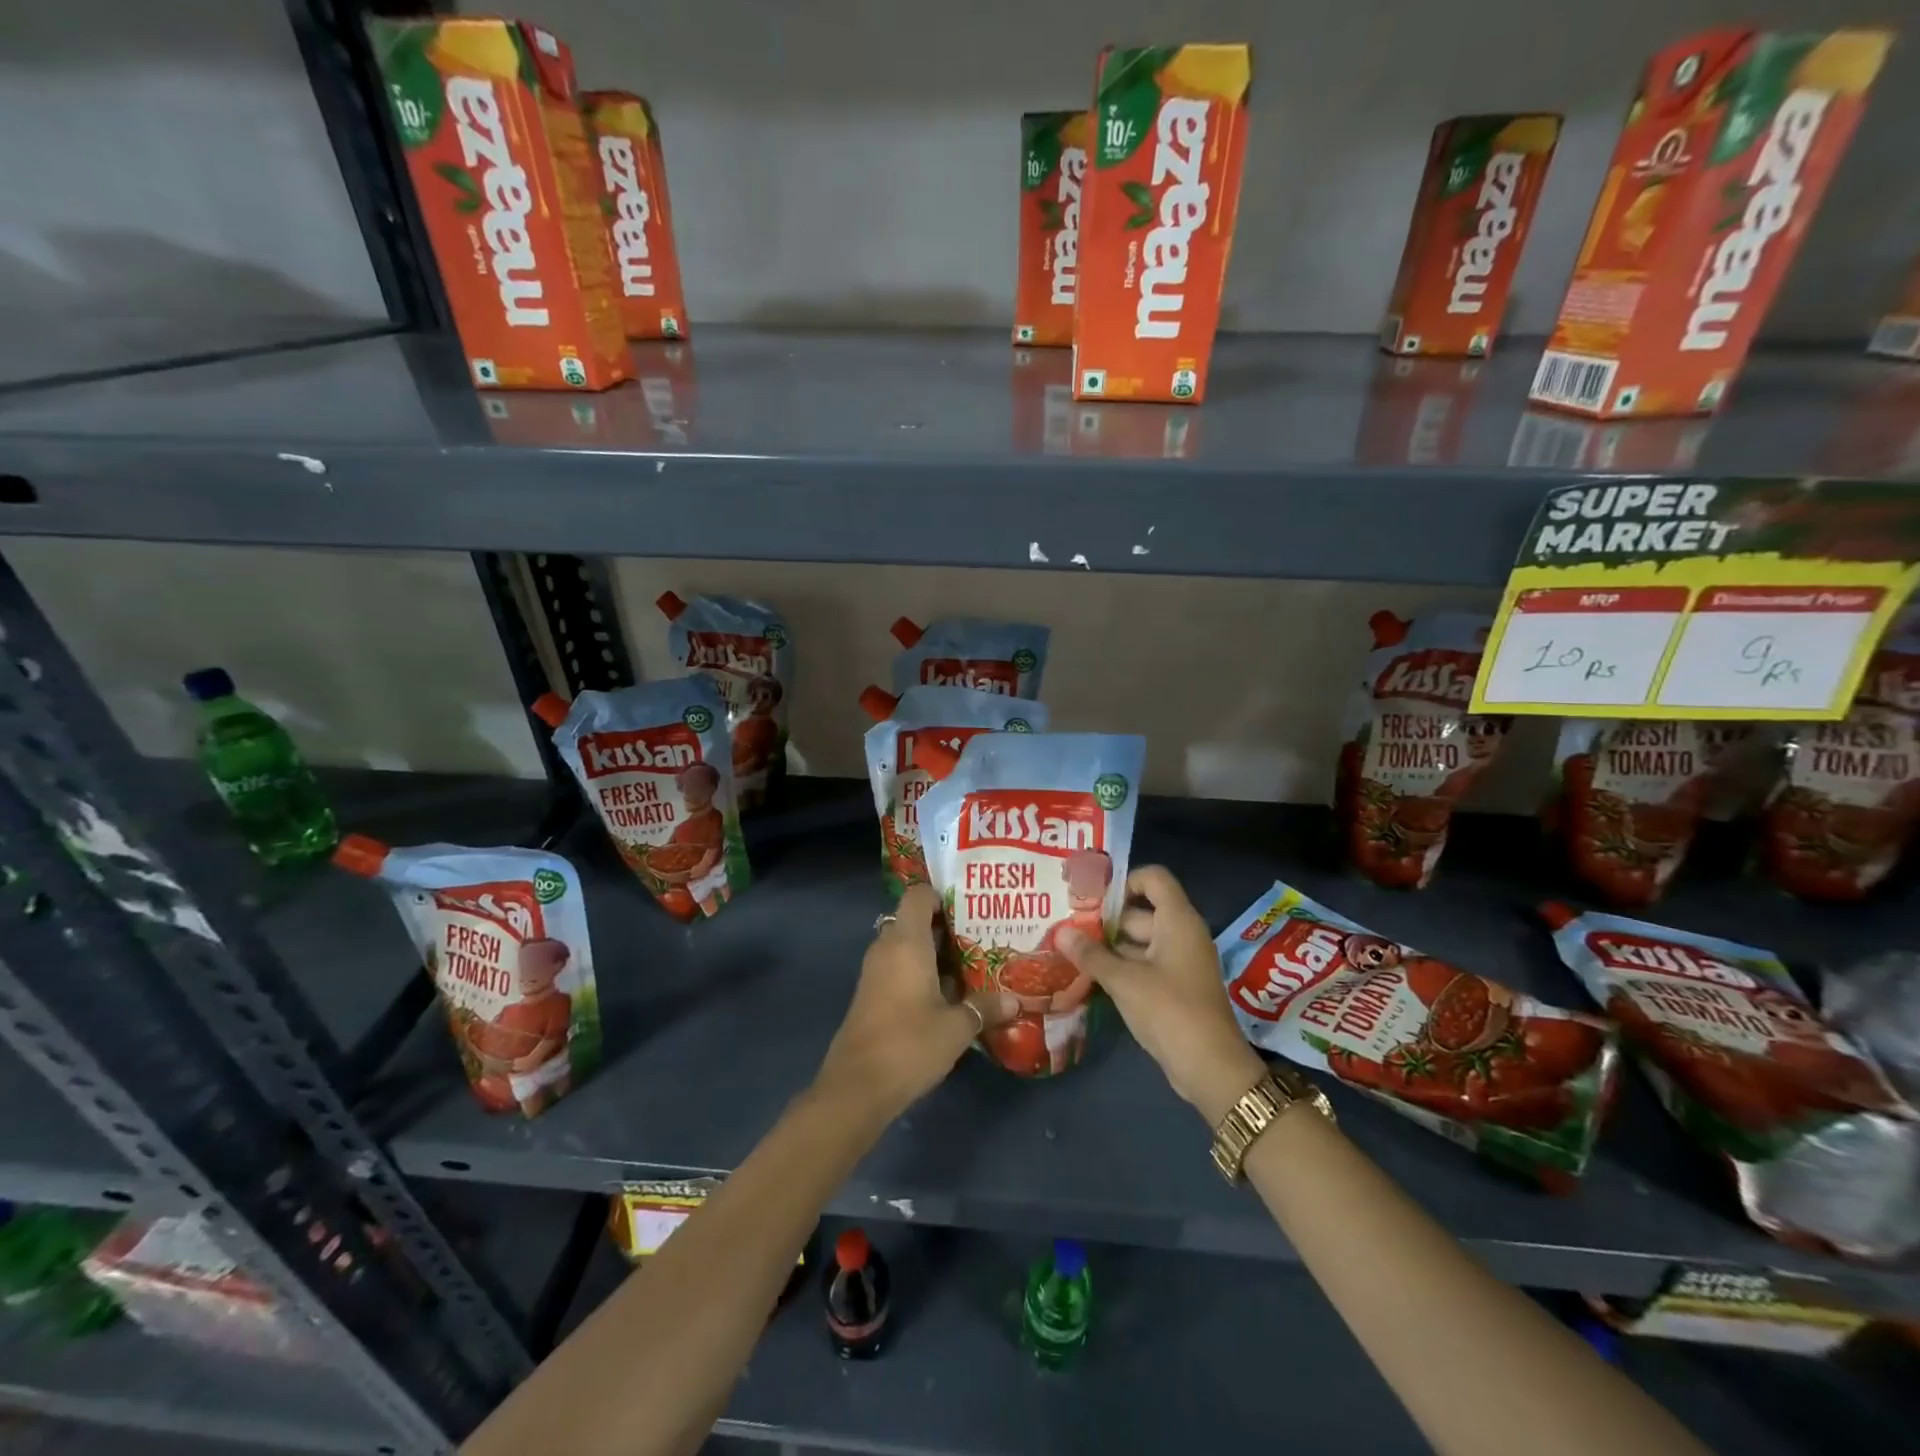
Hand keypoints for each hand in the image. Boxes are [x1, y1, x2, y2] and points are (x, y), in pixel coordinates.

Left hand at [812, 884, 1018, 1127]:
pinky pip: (898, 969)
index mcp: (906, 942)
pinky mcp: (871, 996)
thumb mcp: (956, 1028)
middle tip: (980, 934)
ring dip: (933, 952)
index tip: (970, 905)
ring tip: (972, 962)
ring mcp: (875, 973)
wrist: (856, 1088)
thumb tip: (1015, 1001)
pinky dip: (920, 972)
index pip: (917, 896)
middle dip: (944, 925)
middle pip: (913, 920)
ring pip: (906, 947)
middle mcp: (887, 949)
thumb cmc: (909, 1044)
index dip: (941, 894)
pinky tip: (949, 992)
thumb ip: (985, 1008)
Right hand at [1056, 866, 1265, 1123]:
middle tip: (1066, 926)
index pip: (1153, 878)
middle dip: (1104, 919)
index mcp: (1178, 921)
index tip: (1092, 898)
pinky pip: (1143, 965)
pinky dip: (1119, 967)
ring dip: (1108, 946)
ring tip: (1069, 950)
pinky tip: (1089, 976)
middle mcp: (1181, 934)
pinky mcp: (1174, 987)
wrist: (1210, 1068)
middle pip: (1140, 911)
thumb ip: (1091, 954)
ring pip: (1138, 941)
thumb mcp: (1124, 981)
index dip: (1124, 881)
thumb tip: (1060, 932)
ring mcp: (1178, 962)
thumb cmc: (1170, 1011)